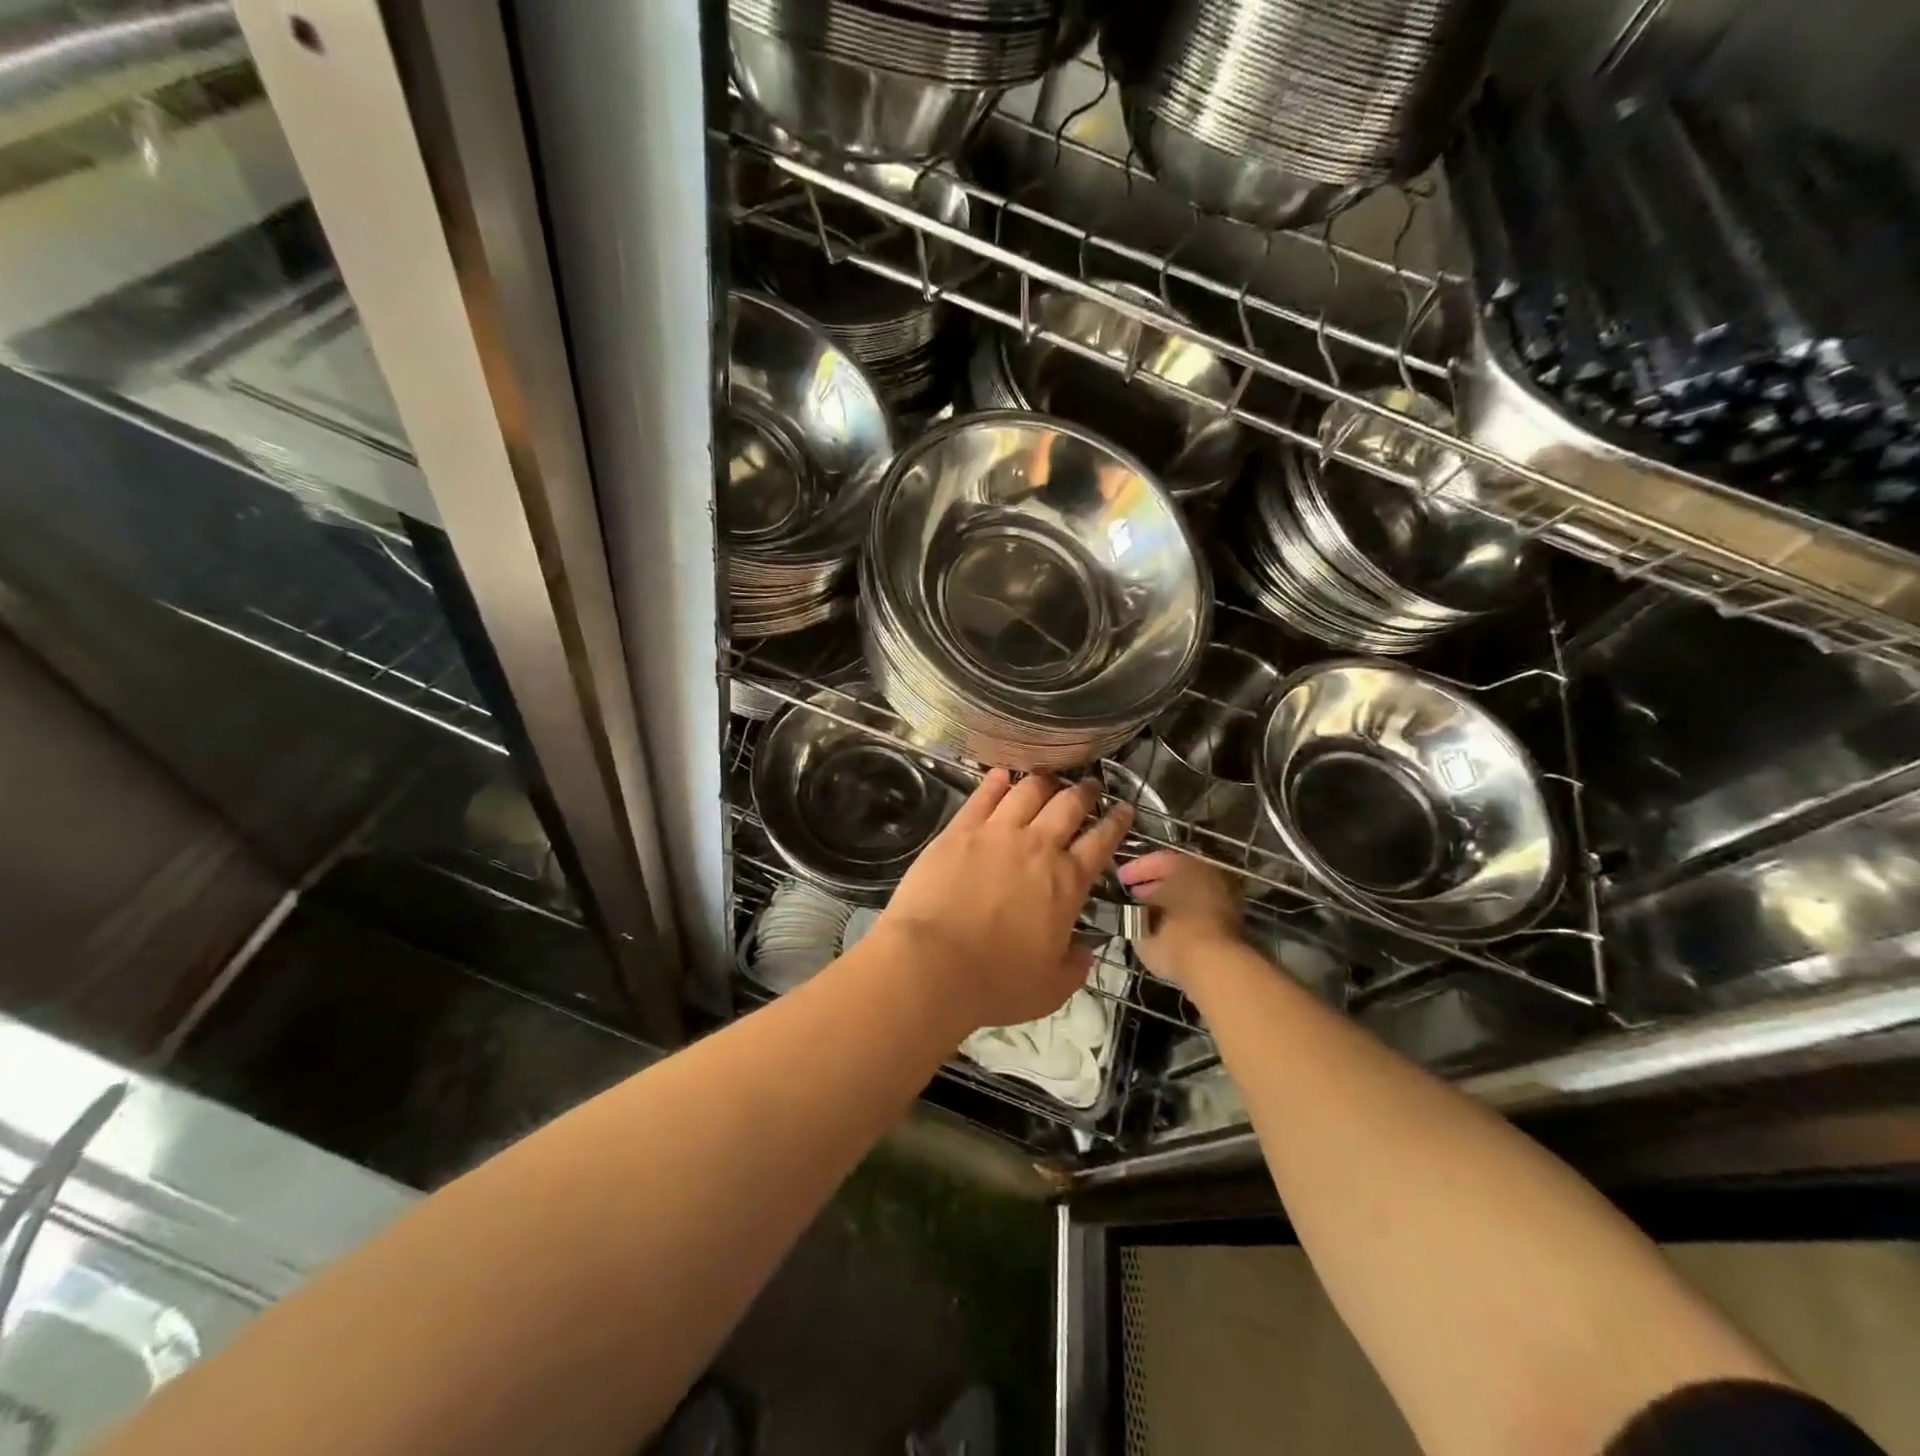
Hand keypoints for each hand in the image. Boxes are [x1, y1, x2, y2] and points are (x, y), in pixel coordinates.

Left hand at [878, 769, 1132, 1031]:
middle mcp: (1037, 847)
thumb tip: (1084, 951)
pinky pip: (983, 796)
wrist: (932, 964)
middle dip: (1085, 791)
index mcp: (1067, 882)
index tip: (1124, 809)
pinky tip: (1002, 774)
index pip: (1101, 842)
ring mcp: (997, 833)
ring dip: (1044, 780)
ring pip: (1028, 791)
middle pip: (1068, 805)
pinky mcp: (959, 830)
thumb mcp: (1051, 988)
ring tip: (1050, 776)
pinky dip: (997, 781)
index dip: (1116, 822)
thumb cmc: (995, 982)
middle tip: (1090, 785)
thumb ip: (1074, 966)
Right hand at [1116, 850, 1245, 986]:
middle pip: (1177, 876)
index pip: (1157, 860)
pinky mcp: (1233, 925)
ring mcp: (1225, 899)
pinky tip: (1166, 931)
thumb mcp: (1142, 921)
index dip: (1135, 870)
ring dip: (1169, 903)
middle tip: (1132, 896)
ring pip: (1189, 895)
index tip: (1119, 880)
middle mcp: (1210, 875)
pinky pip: (1199, 913)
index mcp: (1188, 865)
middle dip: (1153, 886)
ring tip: (1147, 916)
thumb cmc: (1174, 935)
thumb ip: (1136, 910)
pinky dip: (1183, 918)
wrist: (1217, 968)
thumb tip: (1134, 909)